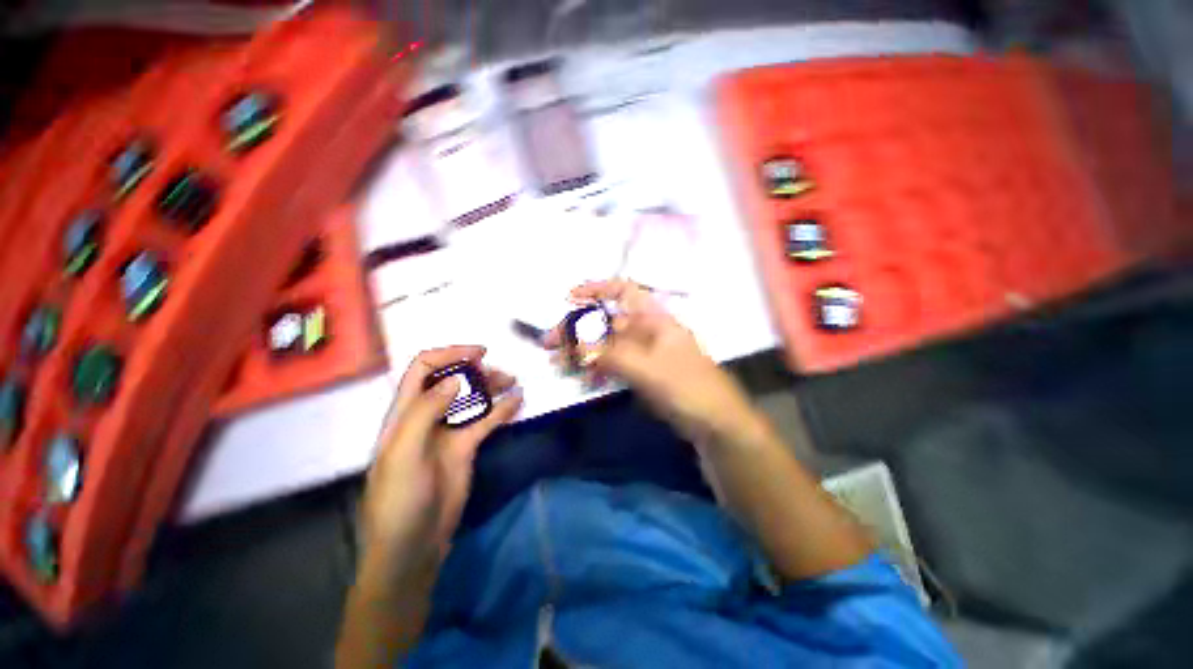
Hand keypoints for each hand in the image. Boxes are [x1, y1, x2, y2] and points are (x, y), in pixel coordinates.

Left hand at [360, 346, 521, 580]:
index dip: (449, 354)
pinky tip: (519, 402)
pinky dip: (502, 409)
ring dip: (493, 387)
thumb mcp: (404, 453)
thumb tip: (457, 378)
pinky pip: (486, 421)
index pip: (424, 369)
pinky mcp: (466, 447)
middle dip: (477, 371)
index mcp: (405, 413)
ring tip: (514, 383)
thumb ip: (425, 412)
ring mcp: (449, 431)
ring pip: (472, 398)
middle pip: (453, 380)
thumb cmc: (399, 500)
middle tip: (502, 374)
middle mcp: (428, 416)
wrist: (412, 546)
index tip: (479, 354)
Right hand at [547, 280, 761, 441]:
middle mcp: (647, 331)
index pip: (624, 291)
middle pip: (607, 322)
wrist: (715, 424)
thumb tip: (573, 347)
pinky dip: (596, 368)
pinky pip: (613, 365)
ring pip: (607, 345)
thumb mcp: (647, 368)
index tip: (569, 298)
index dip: (596, 290)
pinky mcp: (642, 373)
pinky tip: (580, 377)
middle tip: (551, 343)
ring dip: (583, 352)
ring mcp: (644, 354)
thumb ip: (609, 356)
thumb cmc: (687, 387)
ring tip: (557, 363)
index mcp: (655, 319)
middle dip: (579, 329)